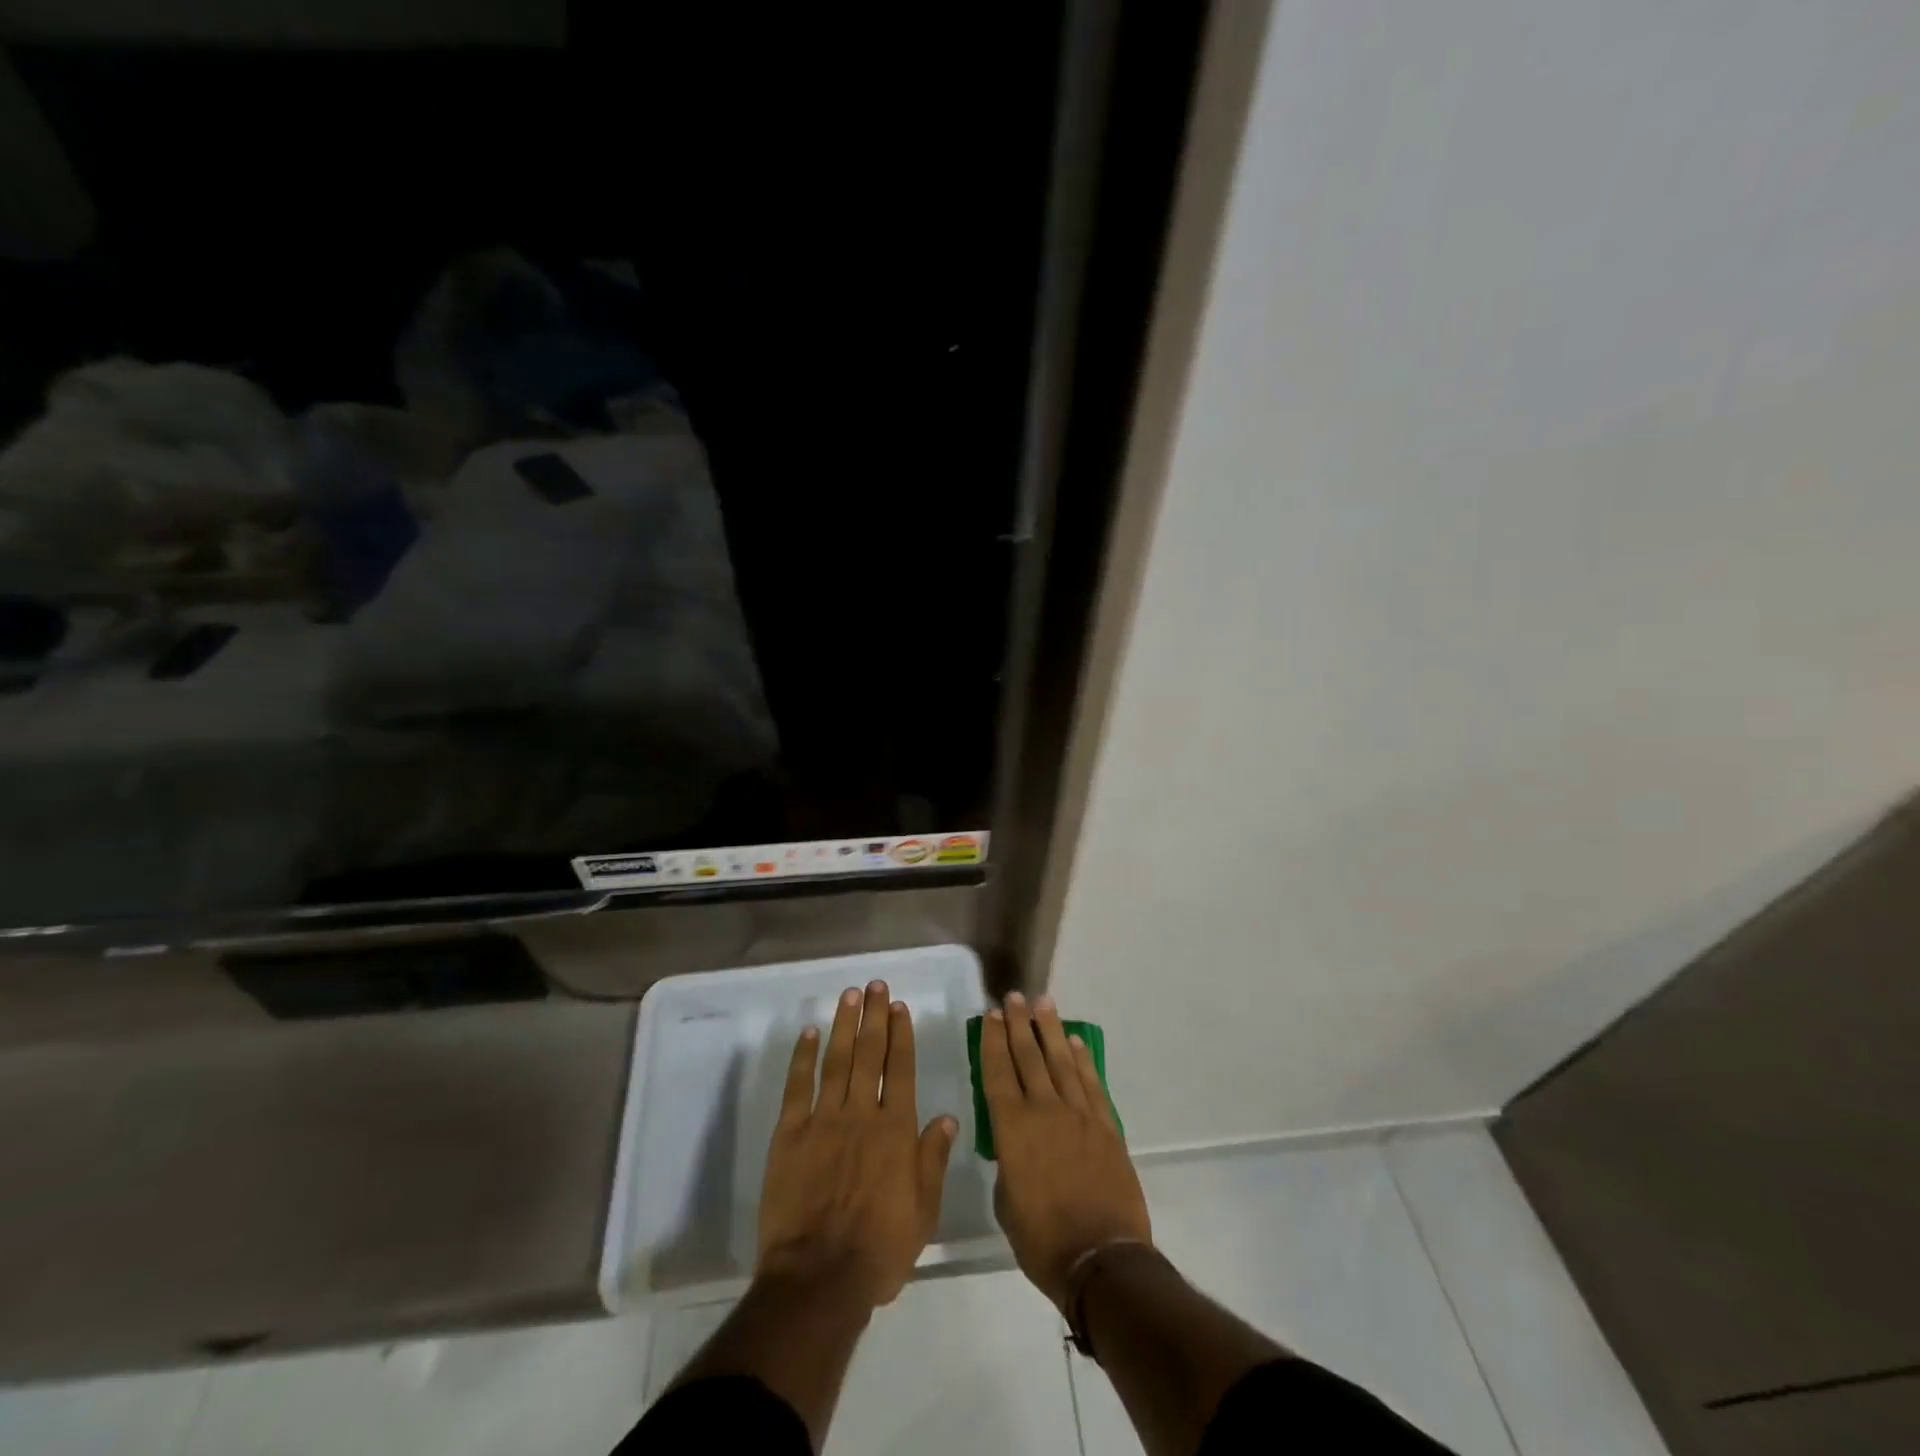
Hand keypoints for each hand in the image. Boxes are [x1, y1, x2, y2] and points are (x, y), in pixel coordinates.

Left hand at [757, 980, 958, 1310]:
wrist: (818, 1278)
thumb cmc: (879, 1250)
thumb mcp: (923, 1212)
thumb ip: (933, 1160)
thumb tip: (948, 1117)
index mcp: (895, 1130)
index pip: (900, 1068)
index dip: (900, 1034)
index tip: (898, 1006)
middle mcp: (861, 1113)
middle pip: (869, 1053)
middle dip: (873, 1016)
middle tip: (874, 985)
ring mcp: (823, 1120)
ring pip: (836, 1060)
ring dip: (843, 1025)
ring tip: (849, 995)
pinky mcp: (789, 1134)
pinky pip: (798, 1086)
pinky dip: (803, 1057)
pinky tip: (809, 1033)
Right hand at [980, 991, 1151, 1309]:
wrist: (1102, 1260)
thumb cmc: (1042, 1241)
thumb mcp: (1007, 1204)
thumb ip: (1008, 1165)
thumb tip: (1015, 1148)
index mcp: (1012, 1129)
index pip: (997, 1073)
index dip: (993, 1042)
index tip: (991, 1015)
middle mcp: (1044, 1111)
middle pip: (1029, 1057)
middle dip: (1019, 1024)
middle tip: (1014, 997)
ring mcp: (1079, 1116)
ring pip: (1061, 1061)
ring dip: (1051, 1030)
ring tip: (1044, 1003)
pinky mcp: (1106, 1127)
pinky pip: (1091, 1084)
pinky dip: (1082, 1060)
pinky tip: (1075, 1043)